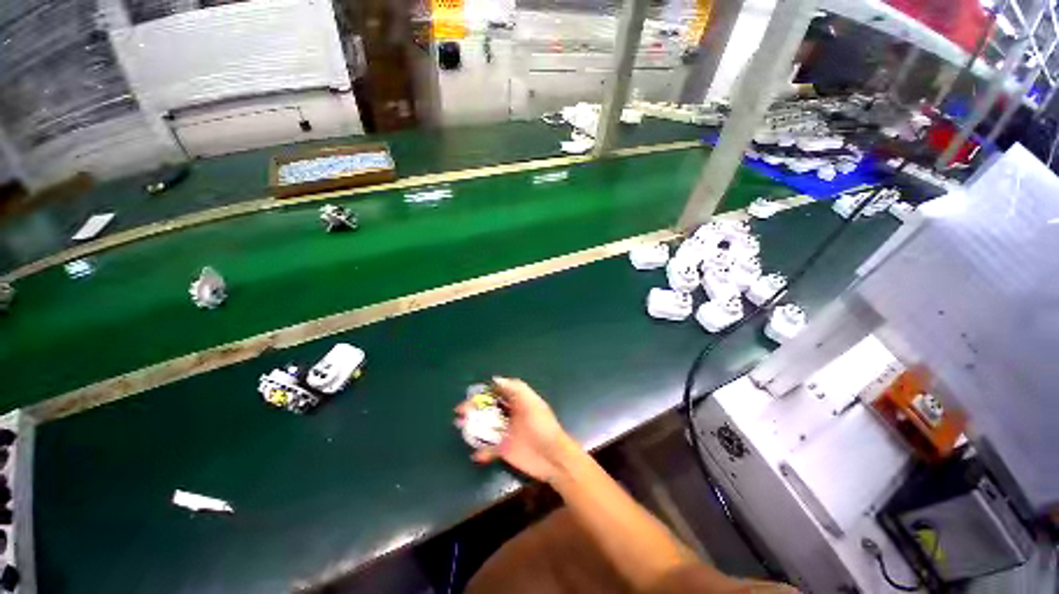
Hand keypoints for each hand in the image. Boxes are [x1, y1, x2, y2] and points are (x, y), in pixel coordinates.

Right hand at [455, 377, 575, 481]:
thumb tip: (496, 379)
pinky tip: (476, 454)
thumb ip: (515, 389)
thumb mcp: (531, 402)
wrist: (552, 457)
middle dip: (473, 409)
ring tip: (459, 426)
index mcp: (517, 402)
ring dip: (472, 427)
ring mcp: (506, 433)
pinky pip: (489, 449)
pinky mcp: (504, 451)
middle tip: (460, 413)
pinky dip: (481, 451)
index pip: (497, 393)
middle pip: (488, 409)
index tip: (470, 396)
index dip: (484, 393)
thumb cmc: (542, 426)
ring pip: (485, 427)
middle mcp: (509, 415)